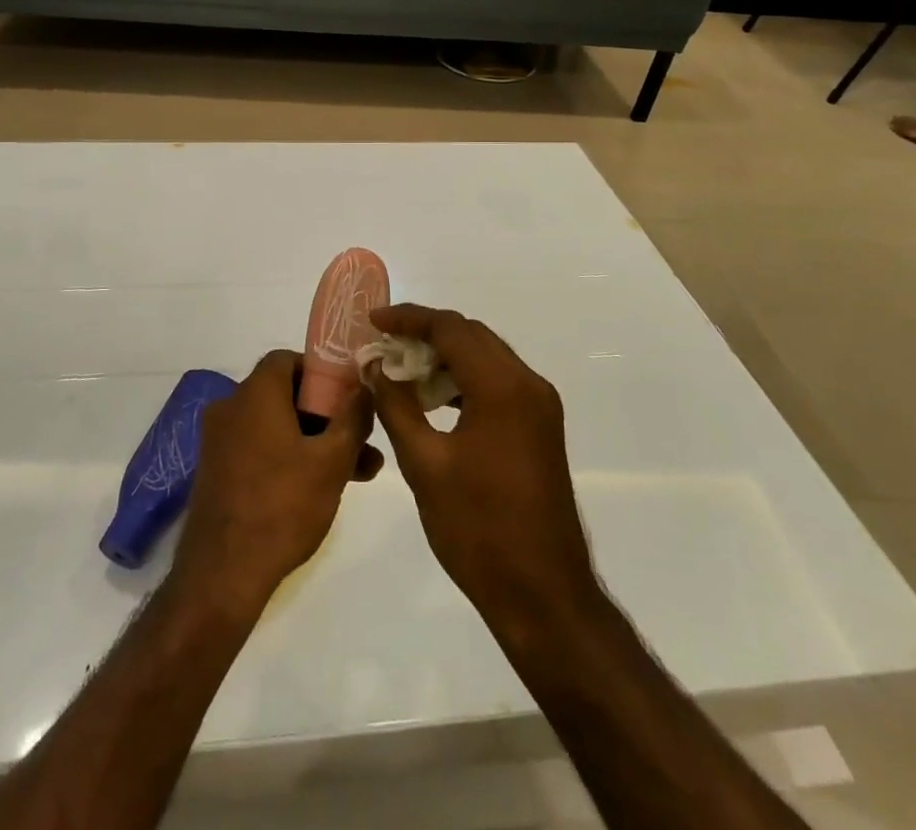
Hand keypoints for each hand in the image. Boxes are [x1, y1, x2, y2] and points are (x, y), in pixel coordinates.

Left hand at [173, 350, 382, 611]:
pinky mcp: (216, 471)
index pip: (288, 359)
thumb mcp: (332, 461)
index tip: (349, 397)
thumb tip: (364, 385)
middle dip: (328, 416)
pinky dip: (288, 457)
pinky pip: (259, 448)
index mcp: (255, 393)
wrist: (222, 575)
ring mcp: (219, 441)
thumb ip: (353, 417)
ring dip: (314, 441)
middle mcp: (231, 407)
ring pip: (276, 426)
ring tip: (358, 473)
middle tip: (362, 442)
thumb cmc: (282, 506)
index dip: (322, 372)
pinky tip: (320, 488)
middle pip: (286, 394)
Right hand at [365, 305, 598, 633]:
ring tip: (401, 370)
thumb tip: (374, 366)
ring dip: (445, 357)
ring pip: (486, 358)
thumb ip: (396, 406)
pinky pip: (498, 383)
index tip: (372, 321)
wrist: (543, 596)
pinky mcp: (540, 427)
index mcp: (503, 387)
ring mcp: (539, 407)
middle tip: (383, 345)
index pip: (451, 328)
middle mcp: (528, 384)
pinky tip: (433, 400)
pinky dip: (464, 380)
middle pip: (472, 336)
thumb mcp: (424, 465)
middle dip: (425, 334)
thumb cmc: (479, 530)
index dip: (409, 319)